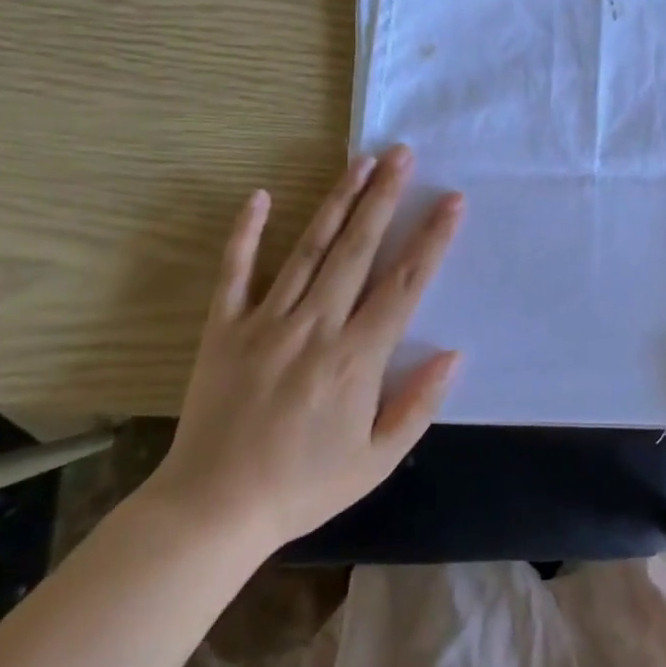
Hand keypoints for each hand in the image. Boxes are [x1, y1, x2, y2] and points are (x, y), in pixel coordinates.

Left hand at [143, 145, 463, 556]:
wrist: (212, 512)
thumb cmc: (303, 487)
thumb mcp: (376, 460)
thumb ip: (418, 405)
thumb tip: (453, 353)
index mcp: (356, 358)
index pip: (405, 284)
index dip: (432, 239)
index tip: (451, 201)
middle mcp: (315, 326)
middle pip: (358, 249)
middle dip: (384, 197)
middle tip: (403, 154)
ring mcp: (266, 322)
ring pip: (309, 248)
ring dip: (337, 201)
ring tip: (360, 161)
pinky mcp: (224, 328)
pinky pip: (236, 272)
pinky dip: (246, 233)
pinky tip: (259, 195)